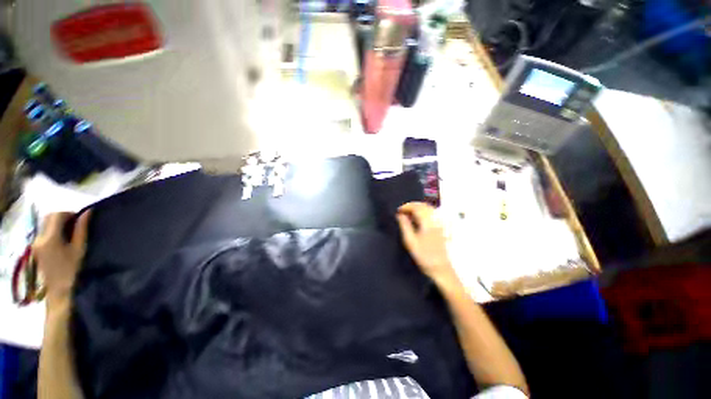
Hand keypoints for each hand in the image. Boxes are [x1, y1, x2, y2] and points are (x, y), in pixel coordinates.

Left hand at [33, 212, 90, 300]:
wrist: (58, 289)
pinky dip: (52, 230)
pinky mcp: (35, 247)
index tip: (80, 219)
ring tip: (69, 233)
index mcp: (50, 238)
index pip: (57, 215)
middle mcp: (39, 237)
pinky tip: (61, 240)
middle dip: (62, 217)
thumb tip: (87, 212)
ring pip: (45, 224)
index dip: (70, 213)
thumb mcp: (79, 249)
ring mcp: (35, 243)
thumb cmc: (72, 269)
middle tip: (75, 224)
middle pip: (49, 217)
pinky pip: (43, 232)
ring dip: (57, 223)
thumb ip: (81, 229)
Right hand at [396, 202, 456, 283]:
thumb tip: (400, 215)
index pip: (417, 207)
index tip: (398, 210)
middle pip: (424, 205)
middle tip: (403, 212)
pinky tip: (418, 219)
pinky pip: (432, 214)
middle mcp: (436, 220)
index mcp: (428, 222)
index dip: (406, 206)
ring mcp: (441, 223)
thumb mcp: (410, 242)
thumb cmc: (424, 256)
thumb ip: (405, 226)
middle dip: (412, 206)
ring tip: (409, 215)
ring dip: (418, 208)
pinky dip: (424, 213)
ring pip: (429, 208)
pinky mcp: (442, 227)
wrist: (441, 268)